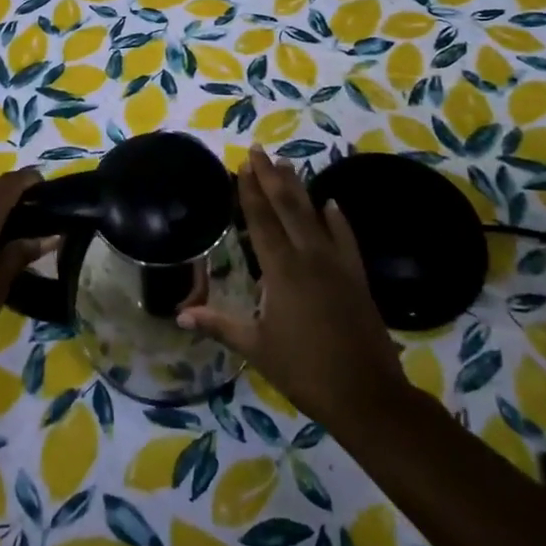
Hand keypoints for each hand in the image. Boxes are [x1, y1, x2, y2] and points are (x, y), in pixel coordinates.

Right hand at [178, 147, 407, 435]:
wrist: (367, 395)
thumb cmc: (304, 371)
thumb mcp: (256, 348)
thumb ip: (219, 325)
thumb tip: (178, 313)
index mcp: (282, 271)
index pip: (261, 221)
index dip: (249, 191)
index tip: (242, 165)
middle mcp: (309, 257)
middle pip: (287, 207)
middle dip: (270, 177)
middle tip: (259, 149)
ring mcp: (337, 264)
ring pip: (314, 215)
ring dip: (299, 188)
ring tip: (286, 163)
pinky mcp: (356, 277)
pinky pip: (345, 238)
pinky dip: (336, 218)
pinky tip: (330, 203)